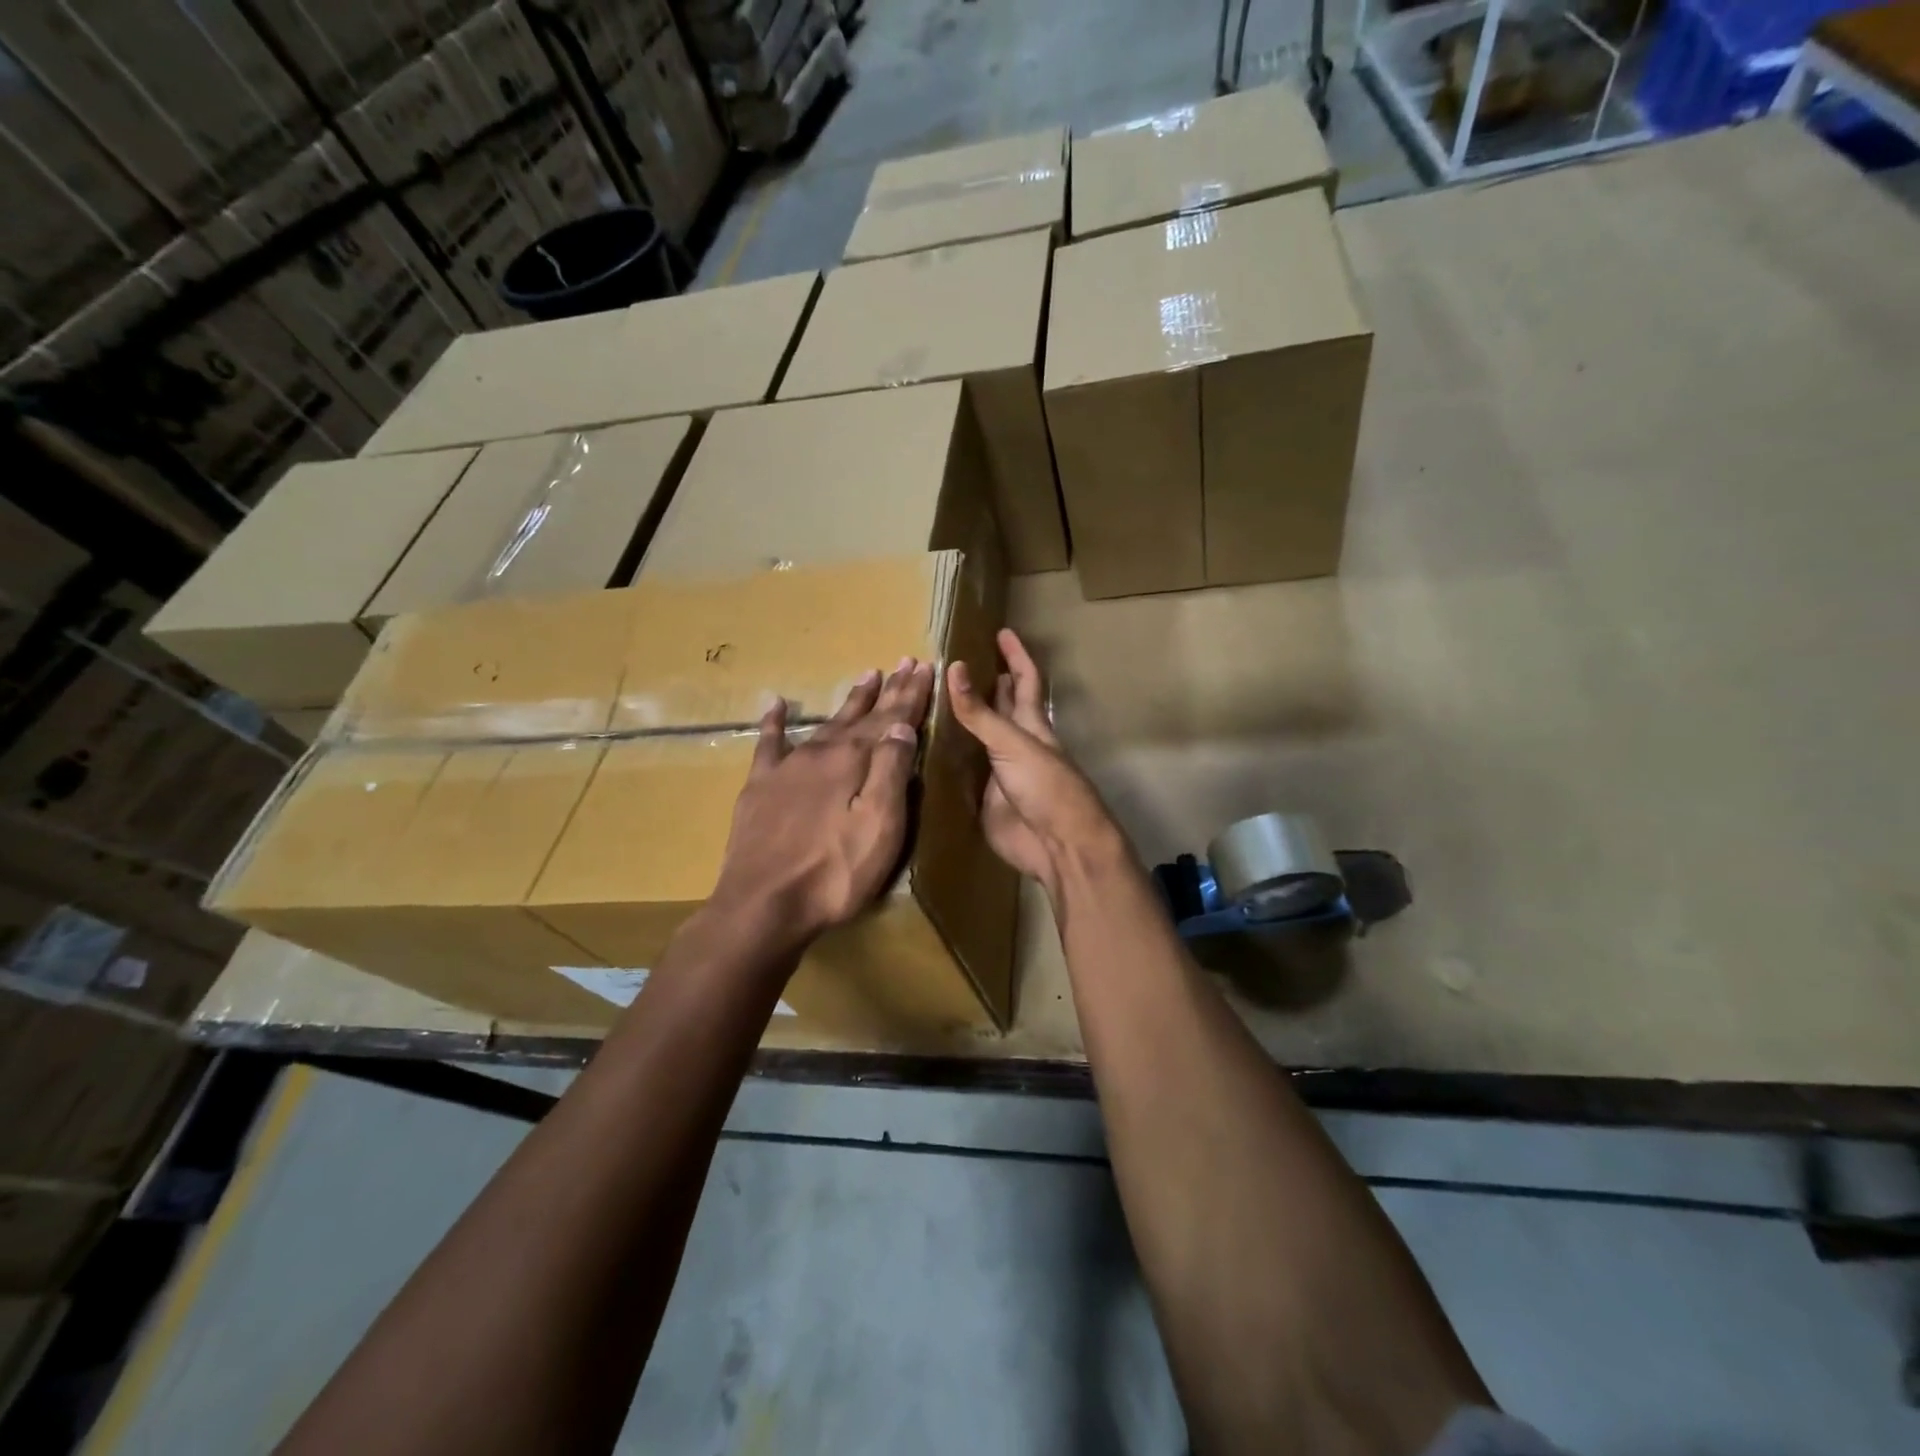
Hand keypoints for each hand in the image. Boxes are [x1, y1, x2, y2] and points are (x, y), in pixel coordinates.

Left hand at [708, 658, 933, 946]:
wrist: (762, 904)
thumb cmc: (834, 872)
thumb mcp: (879, 825)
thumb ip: (891, 772)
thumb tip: (901, 725)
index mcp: (853, 761)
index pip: (891, 718)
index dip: (910, 694)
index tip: (924, 666)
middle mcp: (821, 753)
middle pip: (860, 715)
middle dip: (886, 691)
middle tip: (902, 662)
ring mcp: (787, 768)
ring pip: (825, 724)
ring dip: (848, 702)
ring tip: (865, 676)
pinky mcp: (759, 788)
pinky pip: (769, 744)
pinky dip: (775, 722)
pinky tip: (777, 704)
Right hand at [946, 629, 1126, 899]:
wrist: (1056, 845)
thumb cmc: (1046, 786)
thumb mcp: (1012, 743)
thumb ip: (980, 712)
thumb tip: (955, 667)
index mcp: (1030, 724)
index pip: (1024, 680)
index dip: (1015, 655)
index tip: (1001, 632)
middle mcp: (1014, 744)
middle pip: (1000, 708)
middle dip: (985, 685)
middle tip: (955, 664)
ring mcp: (998, 773)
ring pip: (977, 740)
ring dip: (959, 723)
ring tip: (927, 701)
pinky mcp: (983, 799)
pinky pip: (961, 773)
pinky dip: (946, 761)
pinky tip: (924, 752)